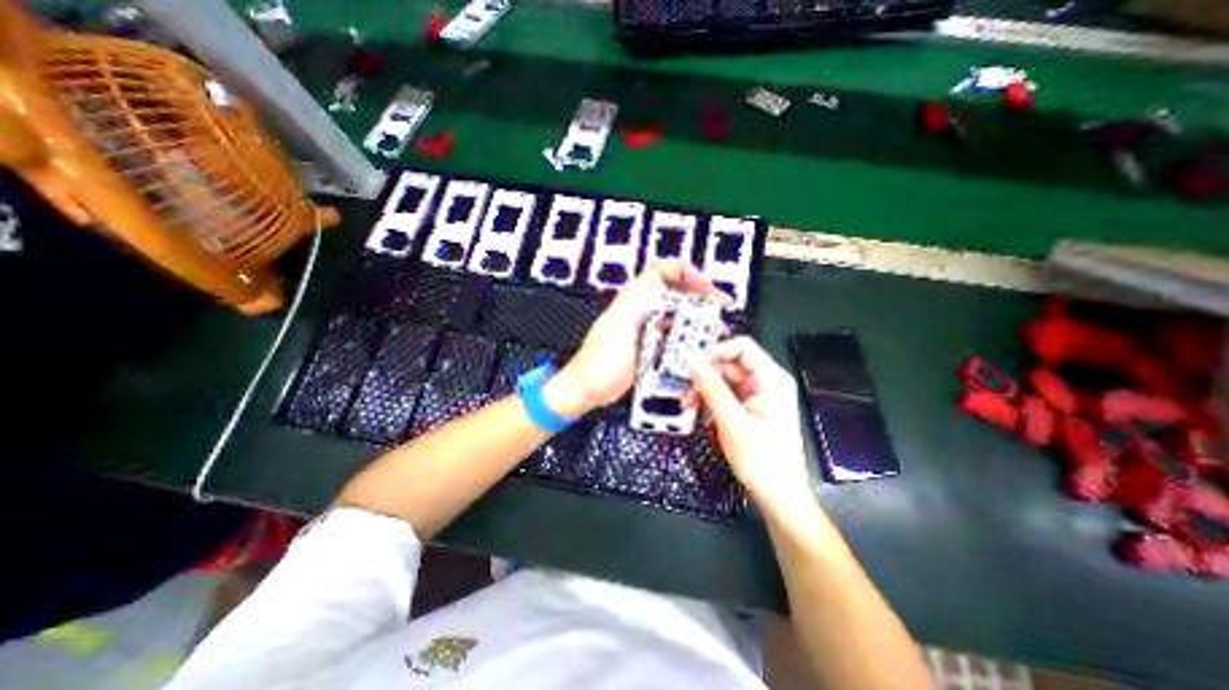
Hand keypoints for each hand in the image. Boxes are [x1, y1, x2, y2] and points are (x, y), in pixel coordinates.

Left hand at [554, 262, 727, 418]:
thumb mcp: (627, 334)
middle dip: (700, 297)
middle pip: (675, 292)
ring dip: (696, 318)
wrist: (586, 387)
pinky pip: (671, 333)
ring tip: (715, 331)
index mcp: (633, 300)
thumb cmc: (600, 363)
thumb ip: (650, 315)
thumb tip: (676, 303)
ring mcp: (644, 327)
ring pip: (675, 313)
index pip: (662, 271)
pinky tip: (698, 346)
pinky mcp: (646, 344)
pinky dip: (687, 336)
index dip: (687, 273)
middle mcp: (640, 309)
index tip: (706, 289)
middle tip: (719, 310)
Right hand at [691, 337, 814, 509]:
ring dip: (704, 388)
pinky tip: (697, 411)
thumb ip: (711, 388)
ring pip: (725, 379)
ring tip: (687, 404)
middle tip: (684, 391)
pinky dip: (711, 400)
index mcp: (771, 379)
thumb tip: (691, 360)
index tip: (693, 367)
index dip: (717, 352)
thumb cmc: (760, 459)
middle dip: (706, 374)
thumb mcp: (731, 422)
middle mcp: (766, 382)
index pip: (742, 348)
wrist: (778, 495)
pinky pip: (726, 394)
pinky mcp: (750, 408)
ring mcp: (758, 395)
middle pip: (730, 364)